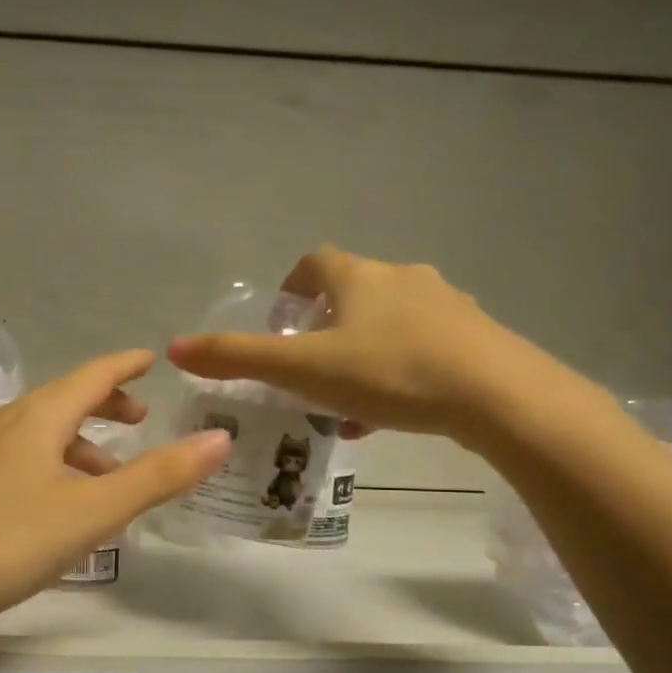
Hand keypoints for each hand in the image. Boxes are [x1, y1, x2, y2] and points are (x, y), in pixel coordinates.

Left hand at [0, 350, 230, 633]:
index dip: (124, 366)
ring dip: (80, 444)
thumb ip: (157, 476)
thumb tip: (220, 438)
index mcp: (39, 418)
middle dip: (105, 405)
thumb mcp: (92, 512)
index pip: (92, 375)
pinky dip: (53, 466)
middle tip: (138, 420)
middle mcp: (6, 424)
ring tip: (108, 476)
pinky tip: (56, 505)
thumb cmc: (6, 540)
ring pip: (40, 434)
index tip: (149, 358)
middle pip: (64, 400)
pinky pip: (20, 459)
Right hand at [167, 245, 571, 449]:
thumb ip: (238, 359)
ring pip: (389, 323)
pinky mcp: (476, 336)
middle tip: (308, 369)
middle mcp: (403, 278)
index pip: (315, 261)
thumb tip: (174, 348)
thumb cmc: (390, 372)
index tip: (281, 320)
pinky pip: (424, 347)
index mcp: (359, 276)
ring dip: (362, 352)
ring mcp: (446, 305)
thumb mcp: (303, 369)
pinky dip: (398, 370)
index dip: (291, 285)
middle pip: (353, 292)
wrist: (497, 395)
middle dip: (325, 327)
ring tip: (347, 400)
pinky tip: (393, 411)